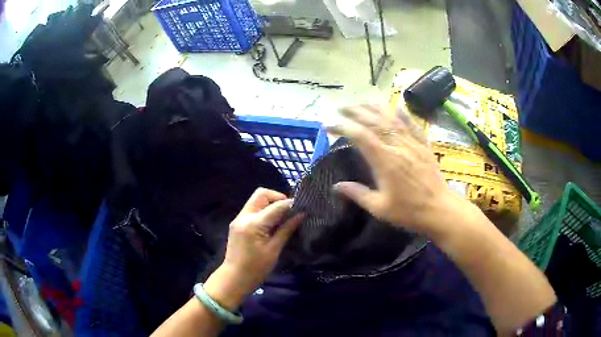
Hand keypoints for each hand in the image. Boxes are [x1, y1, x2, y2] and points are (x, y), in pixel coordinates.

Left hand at [204, 188, 302, 309]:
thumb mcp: (274, 250)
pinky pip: (252, 209)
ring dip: (270, 204)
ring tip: (282, 217)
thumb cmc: (256, 268)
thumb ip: (286, 229)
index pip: (276, 206)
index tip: (302, 208)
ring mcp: (238, 219)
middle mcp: (244, 216)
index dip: (290, 205)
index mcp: (253, 224)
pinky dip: (263, 211)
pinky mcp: (237, 224)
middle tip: (289, 211)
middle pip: (261, 194)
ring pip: (256, 200)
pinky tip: (271, 223)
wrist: (234, 278)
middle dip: (277, 198)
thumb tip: (301, 215)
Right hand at [328, 104, 461, 235]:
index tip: (328, 125)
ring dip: (375, 108)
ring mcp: (413, 143)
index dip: (342, 127)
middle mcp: (398, 146)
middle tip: (341, 109)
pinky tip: (395, 107)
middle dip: (355, 112)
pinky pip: (412, 125)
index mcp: (385, 161)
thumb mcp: (379, 208)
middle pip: (374, 121)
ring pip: (392, 118)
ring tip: (362, 104)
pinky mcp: (424, 145)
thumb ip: (357, 194)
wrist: (439, 210)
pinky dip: (403, 114)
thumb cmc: (409, 211)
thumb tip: (336, 186)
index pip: (360, 136)